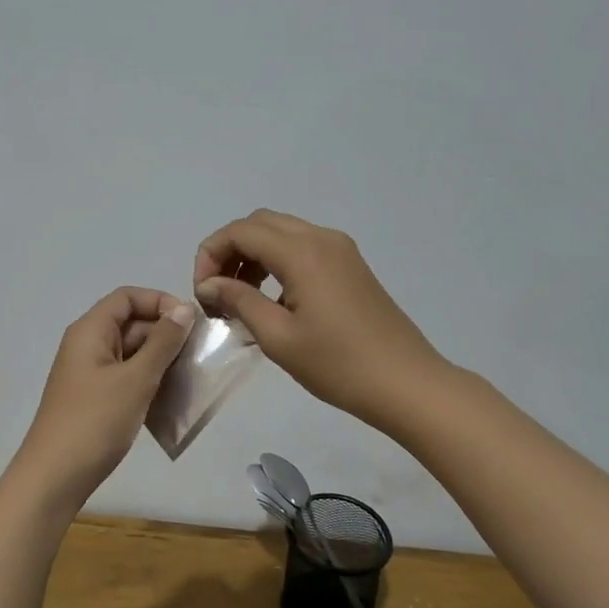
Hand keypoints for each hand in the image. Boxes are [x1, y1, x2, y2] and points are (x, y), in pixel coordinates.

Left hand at [7, 287, 197, 511]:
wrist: (54, 478)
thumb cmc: (94, 422)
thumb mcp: (135, 379)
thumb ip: (162, 342)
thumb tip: (184, 308)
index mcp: (90, 331)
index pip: (127, 297)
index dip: (160, 301)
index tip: (191, 322)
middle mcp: (87, 346)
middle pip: (131, 324)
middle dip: (166, 335)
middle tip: (199, 355)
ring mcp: (90, 374)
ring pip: (132, 354)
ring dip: (161, 362)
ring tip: (191, 378)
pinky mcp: (95, 399)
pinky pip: (127, 378)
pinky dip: (149, 383)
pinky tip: (172, 400)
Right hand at [193, 210, 443, 429]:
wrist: (406, 384)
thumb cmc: (338, 365)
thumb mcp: (278, 337)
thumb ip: (240, 301)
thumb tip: (209, 284)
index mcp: (303, 253)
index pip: (241, 231)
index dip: (211, 254)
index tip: (202, 292)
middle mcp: (322, 239)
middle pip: (260, 224)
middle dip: (230, 250)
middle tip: (217, 291)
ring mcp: (341, 250)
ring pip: (282, 233)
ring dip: (253, 255)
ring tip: (239, 298)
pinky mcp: (351, 266)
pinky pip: (303, 248)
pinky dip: (277, 262)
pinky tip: (273, 300)